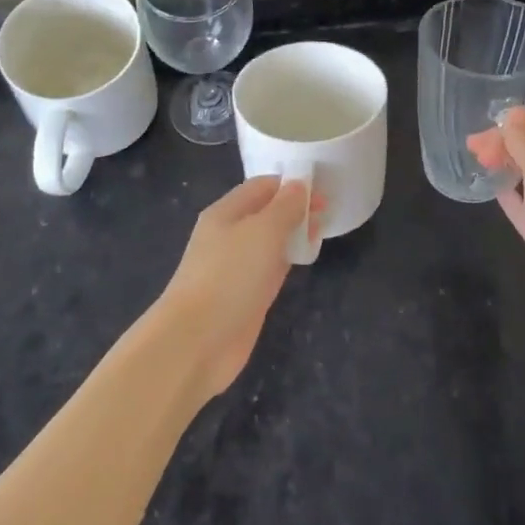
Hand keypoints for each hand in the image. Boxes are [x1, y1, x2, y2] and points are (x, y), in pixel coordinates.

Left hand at [159, 176, 324, 399]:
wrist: (198, 340)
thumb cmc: (229, 276)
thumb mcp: (263, 231)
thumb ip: (285, 207)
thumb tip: (299, 185)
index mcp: (225, 212)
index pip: (261, 186)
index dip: (290, 184)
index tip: (322, 190)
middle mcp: (228, 235)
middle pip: (265, 213)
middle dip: (294, 208)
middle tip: (327, 213)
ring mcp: (236, 267)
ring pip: (269, 241)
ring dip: (292, 234)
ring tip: (321, 232)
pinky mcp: (245, 295)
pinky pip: (270, 268)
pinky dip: (287, 259)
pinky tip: (305, 259)